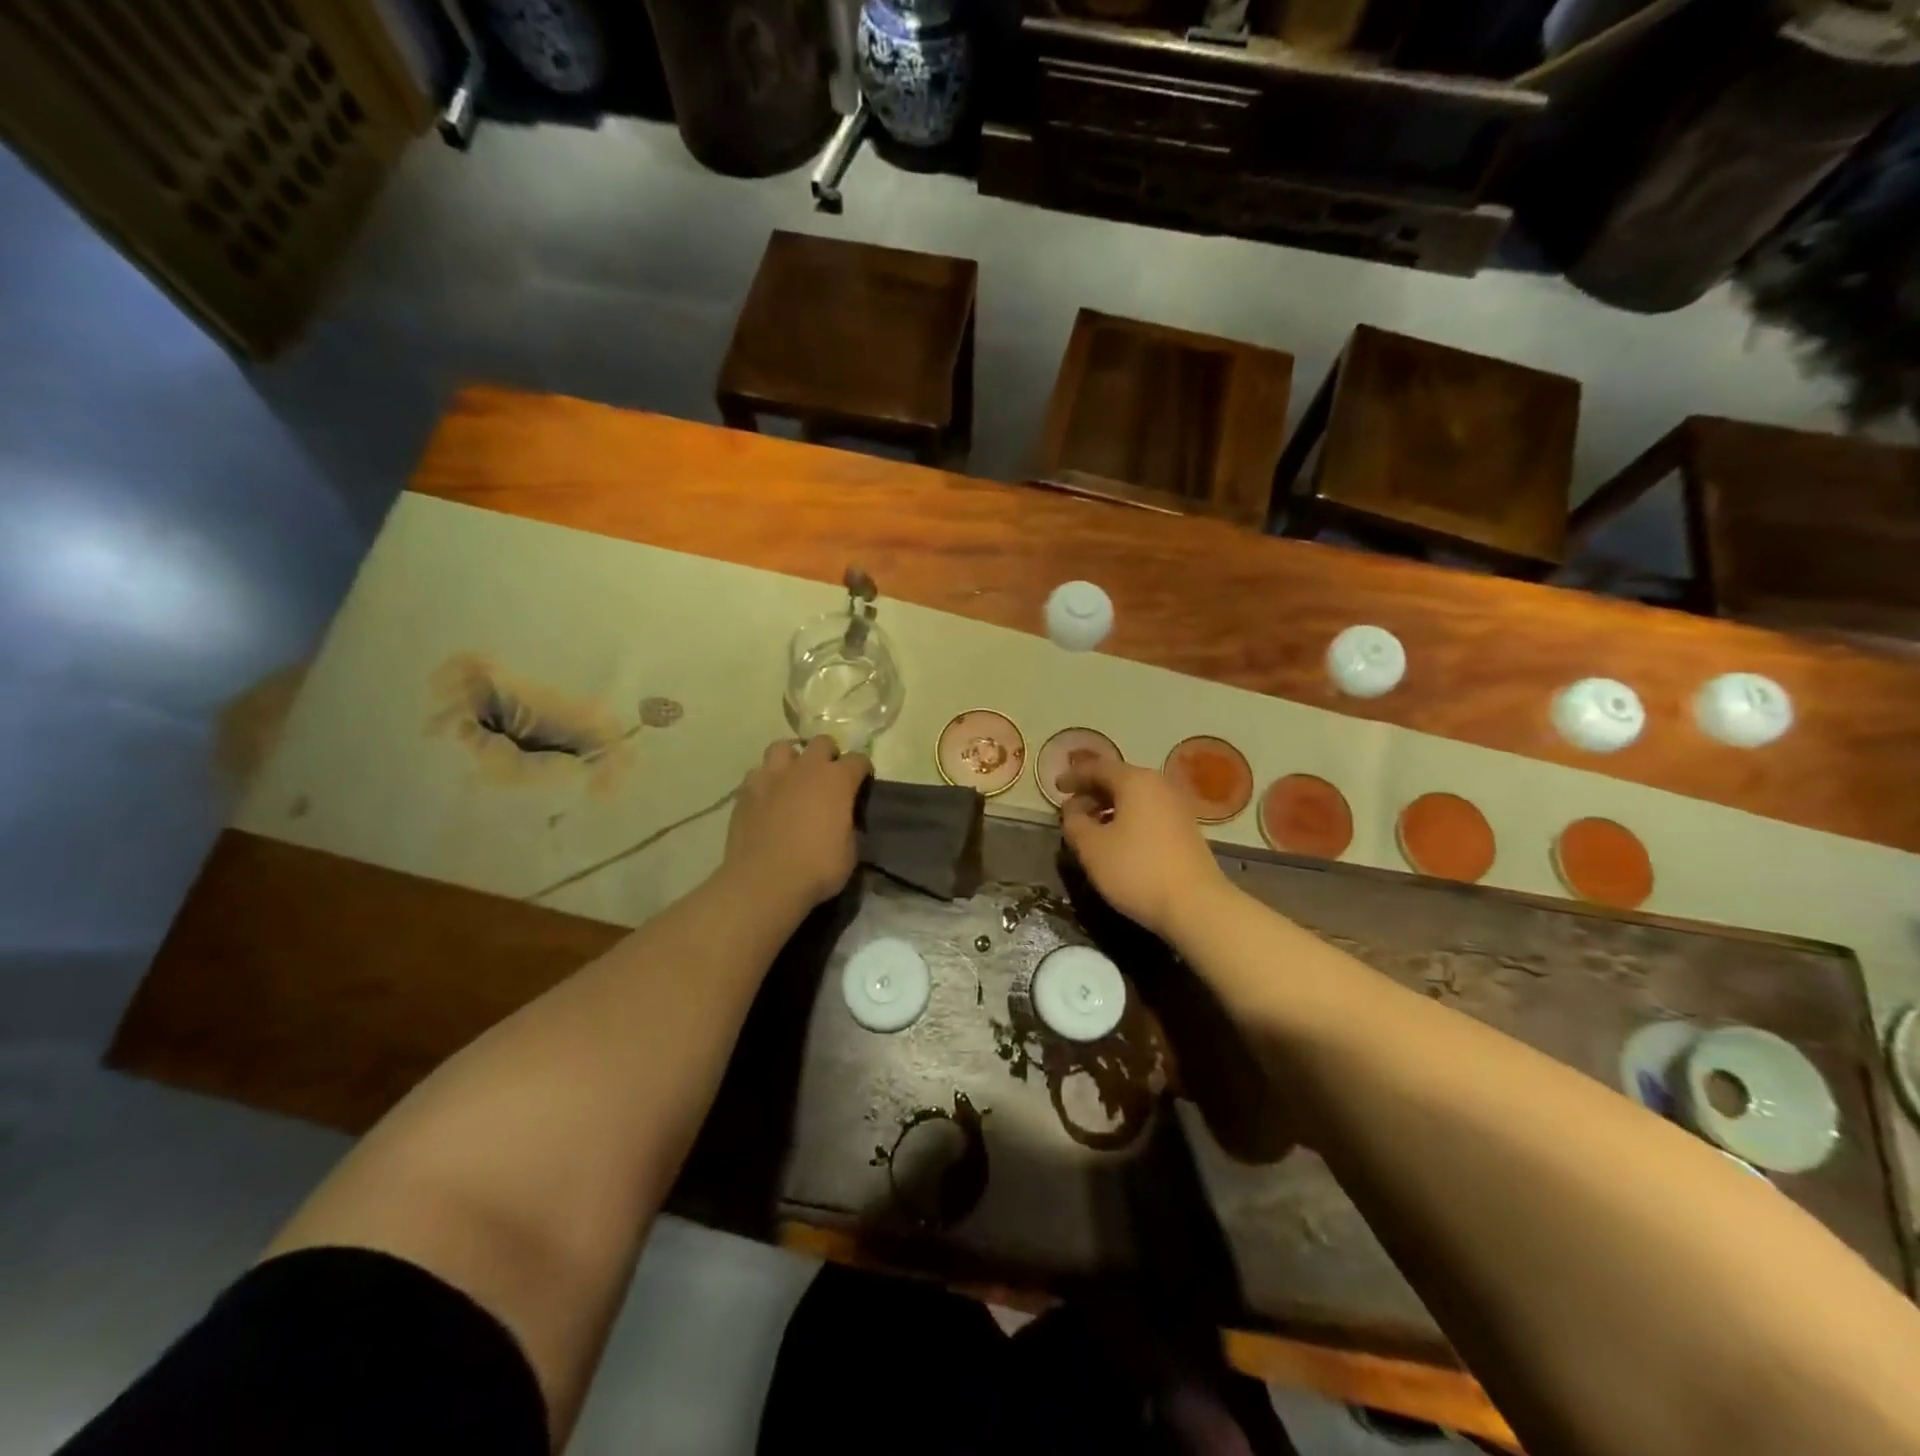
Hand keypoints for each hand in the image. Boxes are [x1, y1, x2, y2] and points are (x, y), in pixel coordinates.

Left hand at [723, 737, 871, 912]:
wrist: (764, 882)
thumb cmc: (817, 869)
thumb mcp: (850, 852)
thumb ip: (848, 825)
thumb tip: (844, 820)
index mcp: (837, 780)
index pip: (858, 760)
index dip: (862, 771)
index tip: (862, 784)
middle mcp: (805, 769)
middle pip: (822, 743)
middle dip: (828, 756)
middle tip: (828, 778)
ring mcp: (772, 776)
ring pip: (783, 747)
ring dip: (792, 759)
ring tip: (793, 779)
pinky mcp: (746, 791)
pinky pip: (757, 772)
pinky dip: (766, 780)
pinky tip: (768, 797)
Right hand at [1058, 758, 1232, 940]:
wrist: (1196, 905)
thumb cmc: (1137, 870)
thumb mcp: (1092, 848)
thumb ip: (1074, 822)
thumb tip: (1073, 809)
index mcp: (1135, 781)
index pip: (1098, 767)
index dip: (1074, 776)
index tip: (1056, 787)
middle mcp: (1159, 785)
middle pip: (1118, 779)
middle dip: (1091, 791)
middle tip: (1070, 809)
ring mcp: (1177, 806)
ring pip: (1134, 797)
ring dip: (1109, 807)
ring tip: (1089, 826)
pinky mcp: (1186, 828)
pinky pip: (1148, 812)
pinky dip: (1127, 818)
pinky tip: (1117, 839)